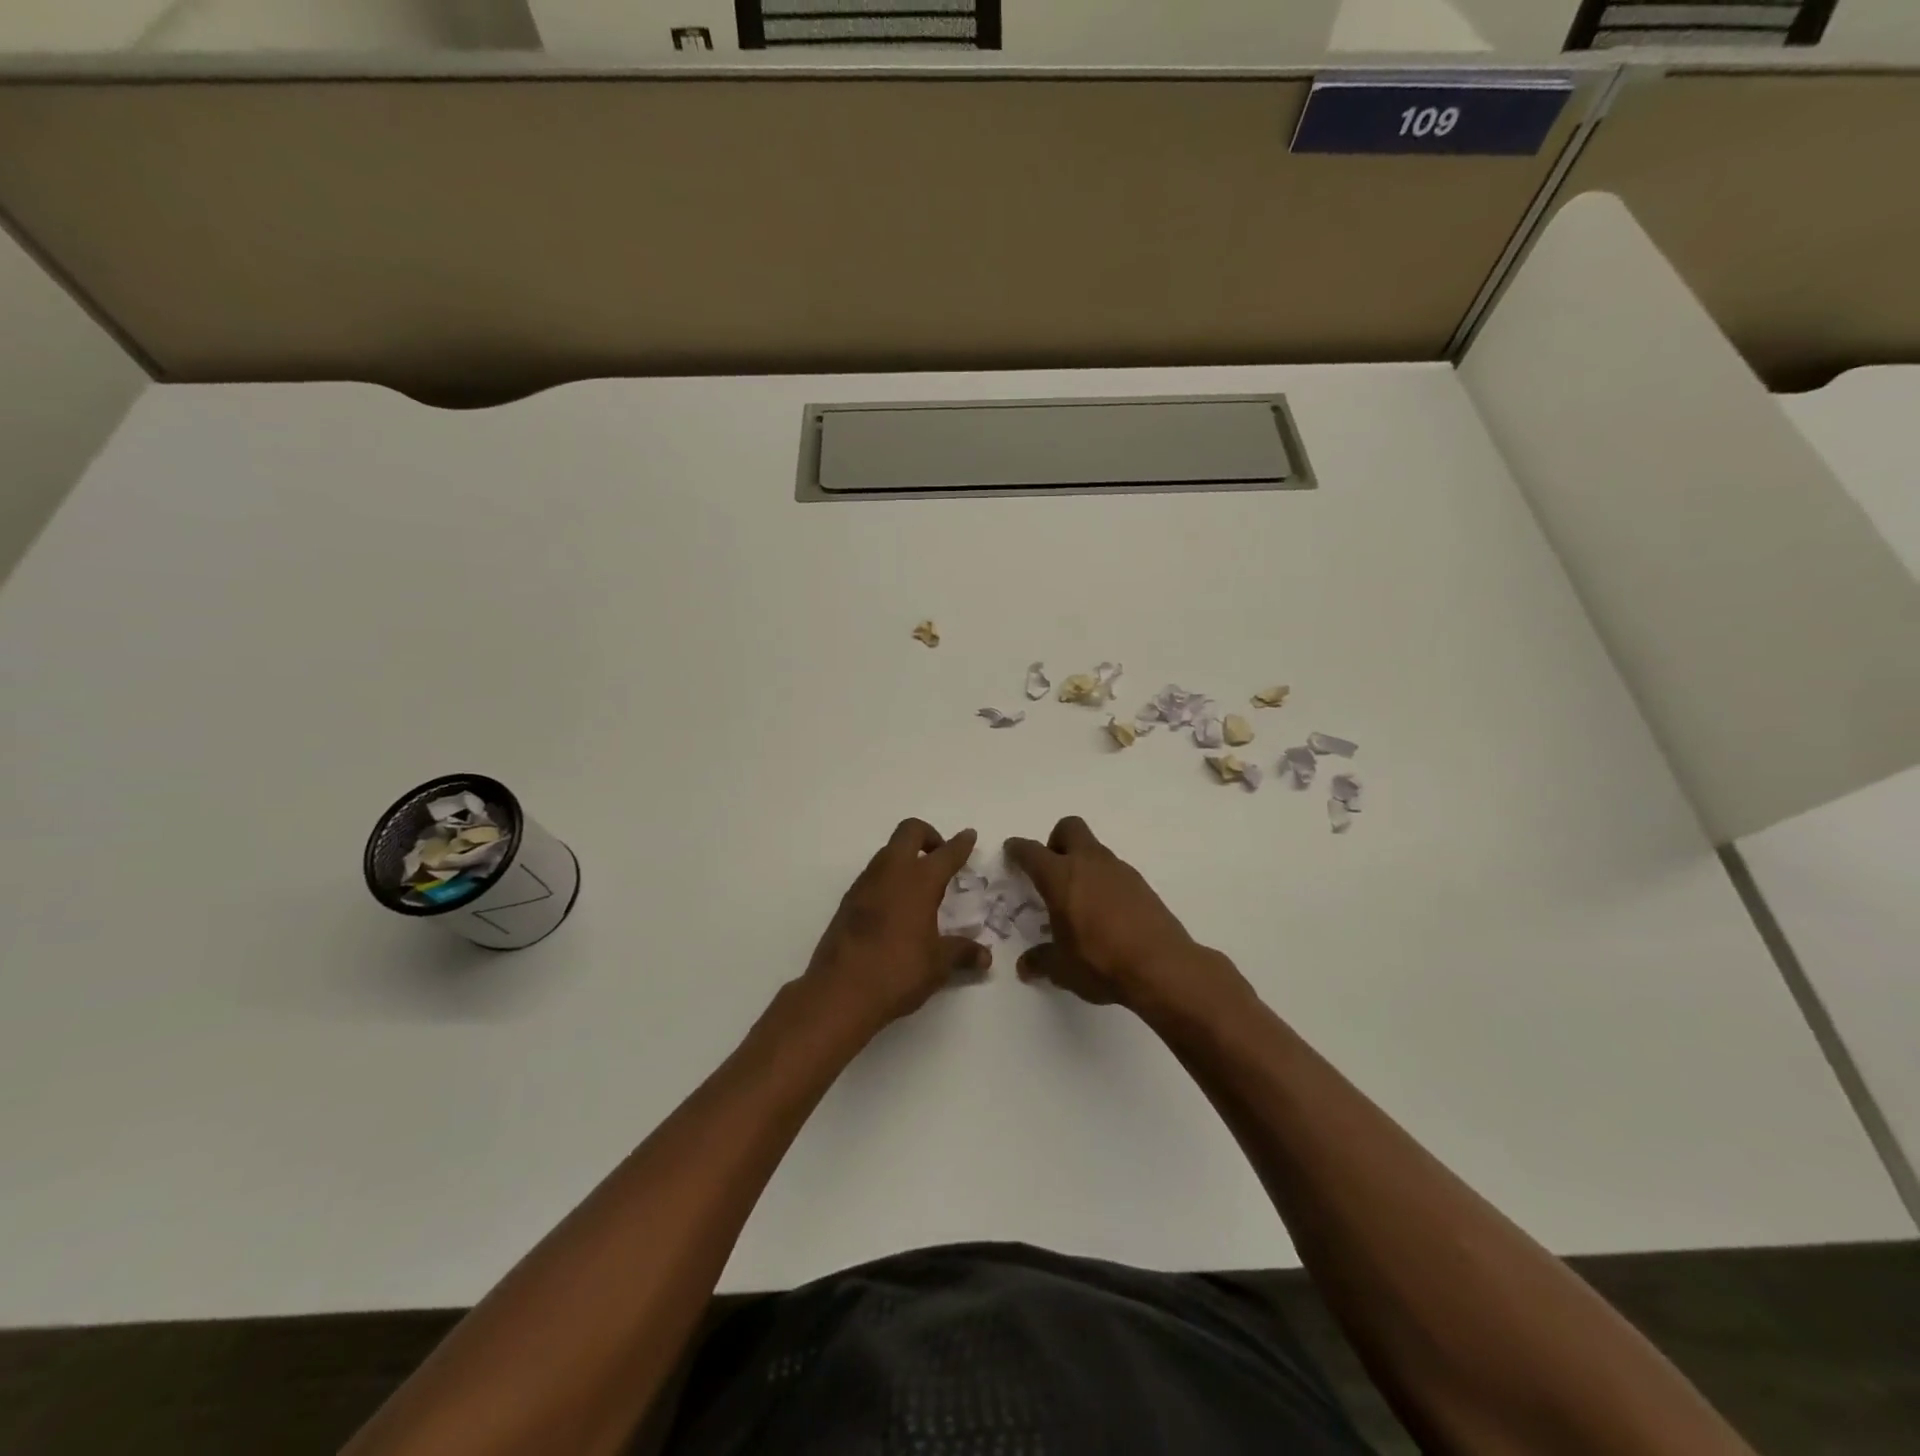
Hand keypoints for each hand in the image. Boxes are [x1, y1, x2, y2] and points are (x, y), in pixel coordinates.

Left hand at [802, 818, 988, 1035]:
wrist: (839, 992)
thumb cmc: (898, 971)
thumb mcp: (938, 964)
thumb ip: (962, 953)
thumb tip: (985, 957)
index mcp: (919, 881)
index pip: (946, 853)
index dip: (960, 844)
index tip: (968, 836)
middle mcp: (891, 872)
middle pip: (909, 832)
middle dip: (928, 836)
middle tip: (940, 857)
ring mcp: (865, 884)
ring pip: (888, 852)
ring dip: (905, 857)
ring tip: (920, 885)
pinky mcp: (847, 901)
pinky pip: (873, 876)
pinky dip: (888, 879)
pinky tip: (895, 907)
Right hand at [1006, 817, 1249, 1019]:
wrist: (1162, 966)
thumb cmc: (1100, 962)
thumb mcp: (1062, 968)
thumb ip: (1041, 961)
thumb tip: (1026, 966)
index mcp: (1060, 877)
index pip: (1031, 851)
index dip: (1018, 849)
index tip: (1012, 852)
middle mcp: (1089, 863)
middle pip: (1069, 828)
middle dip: (1056, 841)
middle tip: (1052, 871)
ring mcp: (1119, 870)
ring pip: (1095, 850)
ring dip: (1083, 864)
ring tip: (1080, 900)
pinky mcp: (1142, 884)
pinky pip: (1115, 872)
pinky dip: (1105, 882)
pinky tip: (1107, 913)